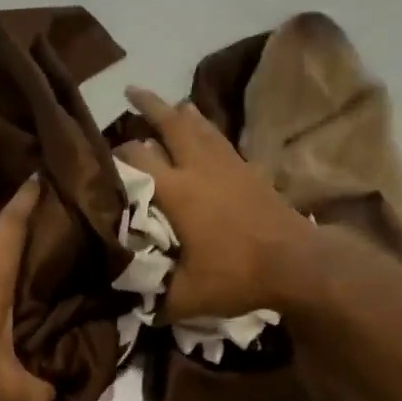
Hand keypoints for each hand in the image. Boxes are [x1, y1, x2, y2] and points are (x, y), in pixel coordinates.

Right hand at [120, 87, 317, 320]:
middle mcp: (199, 167)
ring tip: (170, 105)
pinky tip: (207, 133)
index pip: (136, 157)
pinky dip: (208, 129)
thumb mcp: (187, 298)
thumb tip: (137, 310)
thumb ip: (157, 301)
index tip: (103, 154)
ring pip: (200, 124)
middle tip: (132, 90)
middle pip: (170, 122)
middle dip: (148, 105)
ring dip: (181, 112)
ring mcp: (228, 164)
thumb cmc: (237, 275)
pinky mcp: (250, 169)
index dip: (116, 152)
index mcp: (176, 191)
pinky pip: (222, 139)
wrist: (298, 263)